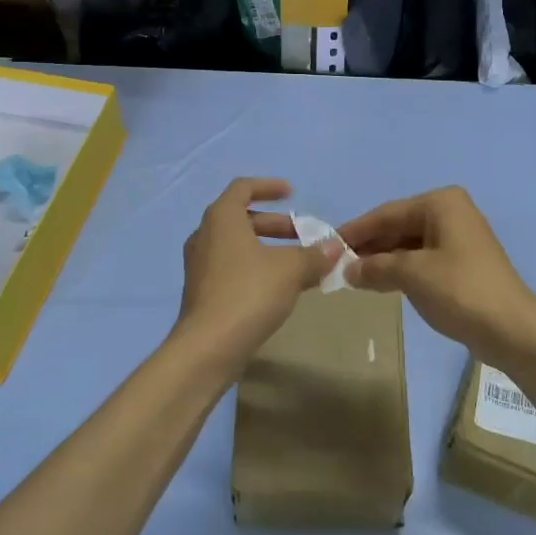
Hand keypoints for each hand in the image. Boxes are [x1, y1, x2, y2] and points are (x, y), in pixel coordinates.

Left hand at [176, 178, 340, 375]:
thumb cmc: (249, 293)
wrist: (208, 347)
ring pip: (238, 246)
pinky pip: (233, 268)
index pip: (243, 188)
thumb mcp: (290, 270)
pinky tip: (280, 288)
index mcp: (222, 218)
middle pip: (242, 218)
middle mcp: (205, 235)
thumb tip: (335, 246)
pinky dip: (256, 268)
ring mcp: (200, 265)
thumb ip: (314, 255)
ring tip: (298, 264)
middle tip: (303, 235)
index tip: (292, 193)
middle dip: (276, 225)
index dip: (269, 187)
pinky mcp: (202, 292)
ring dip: (268, 249)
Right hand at [338, 187, 535, 368]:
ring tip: (352, 275)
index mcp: (441, 203)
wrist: (513, 330)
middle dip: (369, 246)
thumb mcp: (412, 275)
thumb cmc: (461, 291)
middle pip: (398, 226)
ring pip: (409, 244)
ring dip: (382, 260)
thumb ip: (375, 267)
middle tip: (336, 264)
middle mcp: (451, 212)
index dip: (355, 230)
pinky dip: (400, 269)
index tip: (327, 244)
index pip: (387, 213)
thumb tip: (346, 269)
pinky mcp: (462, 262)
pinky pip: (422, 258)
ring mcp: (459, 237)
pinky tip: (380, 282)